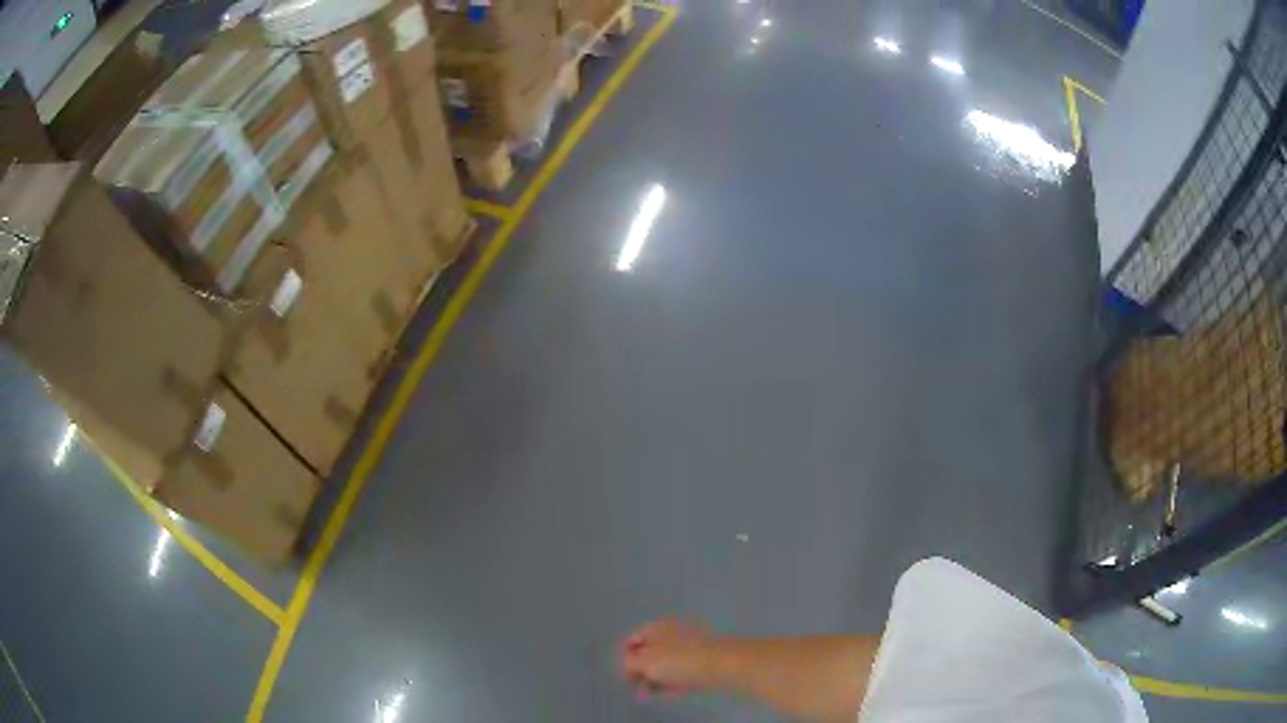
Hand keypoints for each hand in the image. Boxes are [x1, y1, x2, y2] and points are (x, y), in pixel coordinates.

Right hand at [619, 619, 717, 699]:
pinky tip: (675, 690)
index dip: (625, 659)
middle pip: (649, 651)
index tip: (627, 677)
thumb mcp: (644, 662)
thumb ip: (629, 663)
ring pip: (667, 662)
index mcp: (655, 627)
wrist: (720, 664)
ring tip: (656, 692)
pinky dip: (675, 679)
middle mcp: (671, 631)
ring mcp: (689, 643)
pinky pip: (683, 668)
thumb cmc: (678, 661)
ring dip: (658, 678)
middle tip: (640, 688)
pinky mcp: (703, 657)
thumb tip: (630, 666)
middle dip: (643, 671)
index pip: (631, 640)